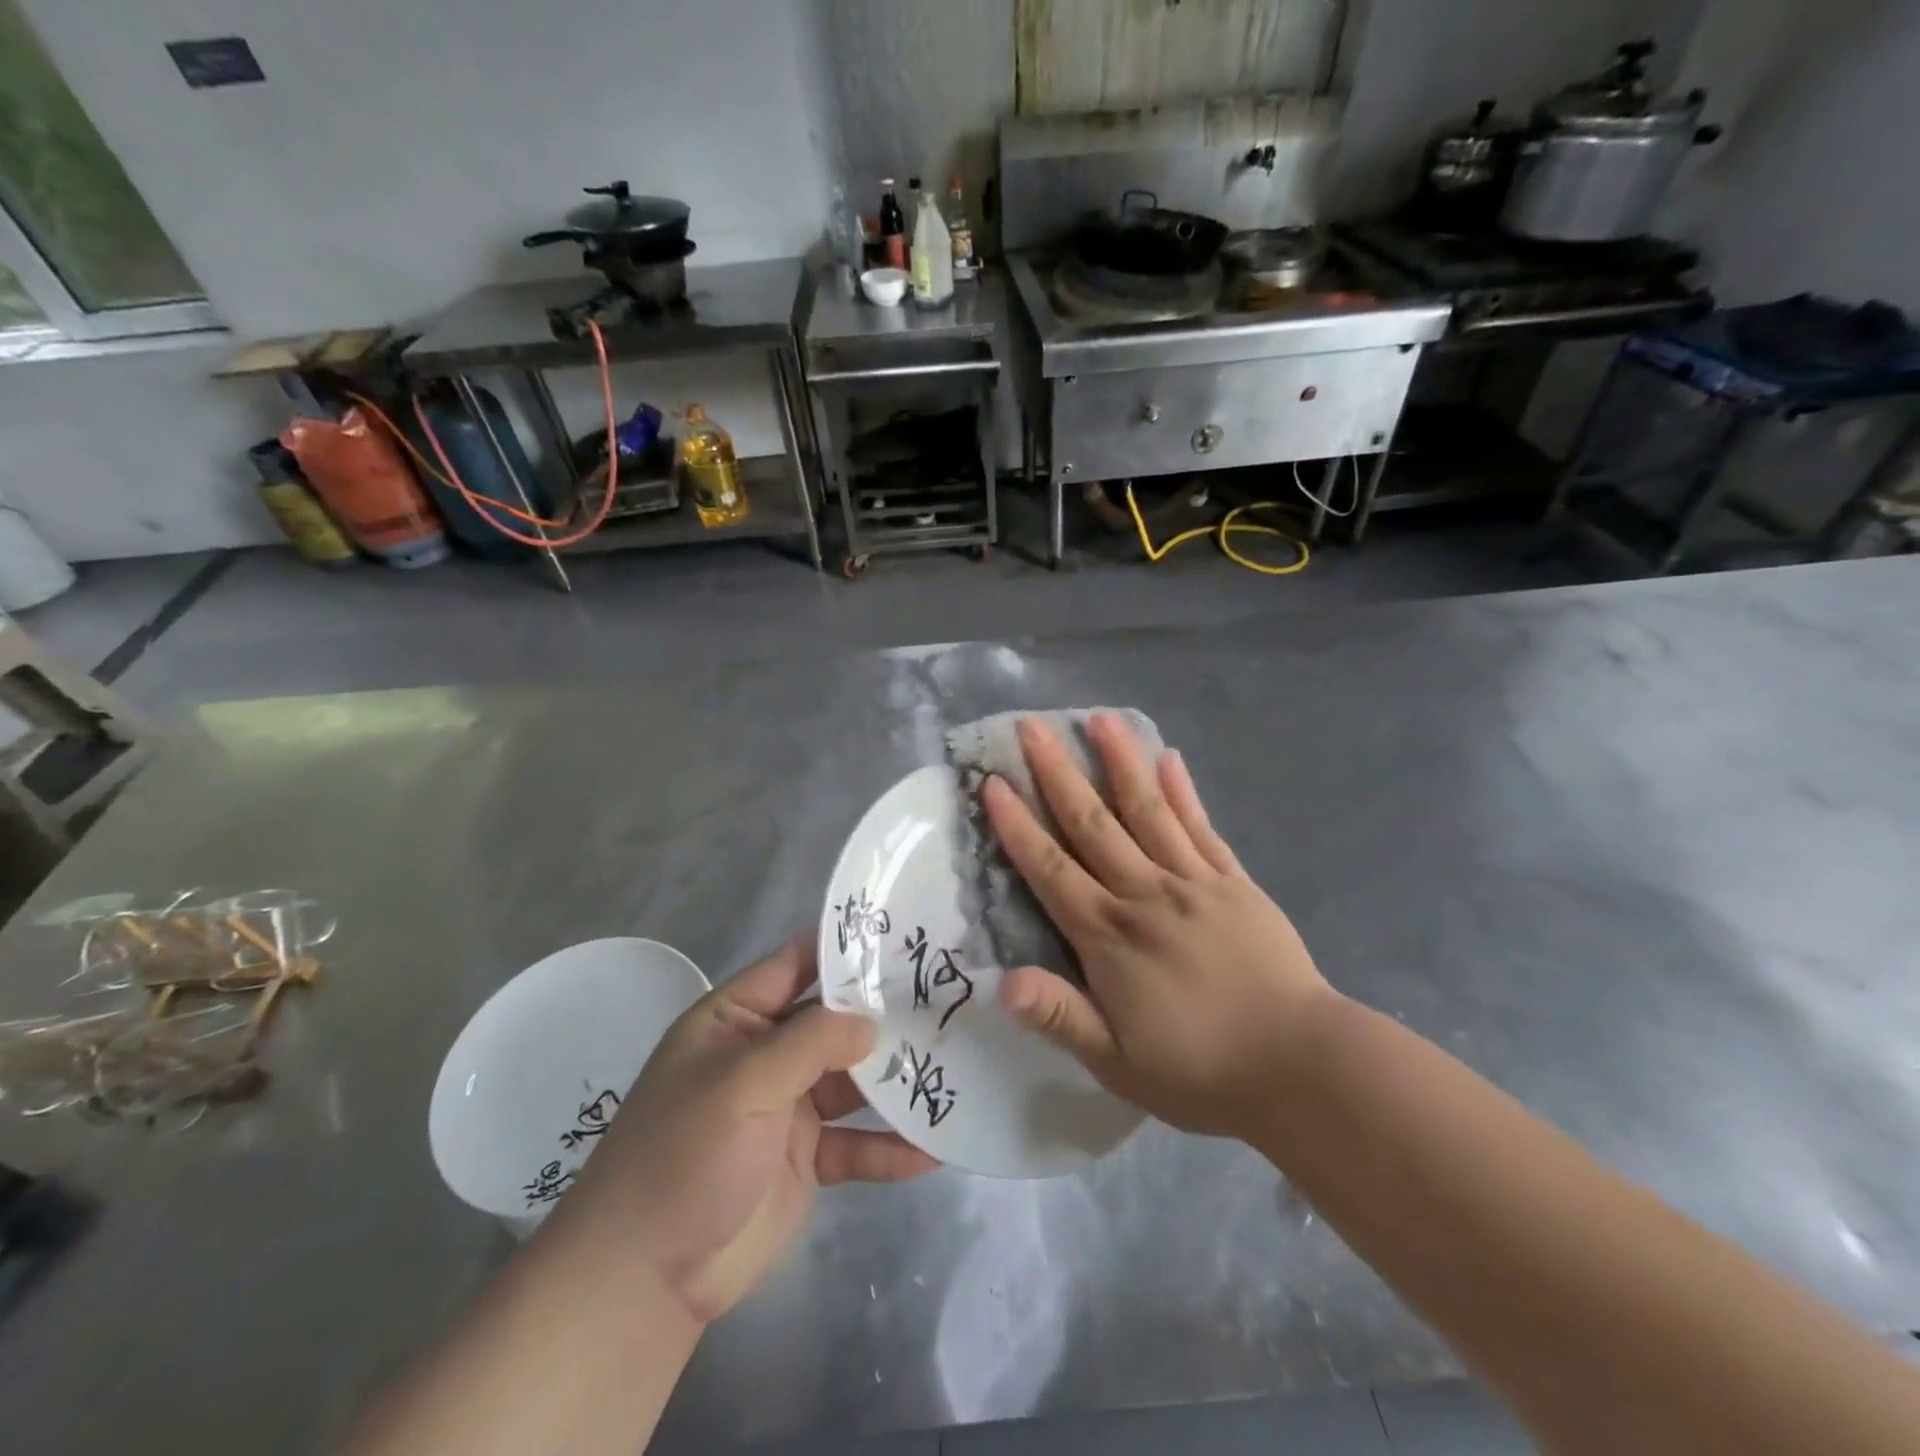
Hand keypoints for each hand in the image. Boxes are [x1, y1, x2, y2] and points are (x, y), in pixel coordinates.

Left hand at [541, 935, 937, 1325]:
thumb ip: (809, 1043)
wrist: (642, 1280)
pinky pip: (855, 1144)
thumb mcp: (741, 1083)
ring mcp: (787, 1107)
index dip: (845, 948)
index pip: (797, 964)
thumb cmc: (682, 1155)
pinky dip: (889, 1147)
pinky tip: (933, 1151)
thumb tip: (871, 1022)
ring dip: (895, 1079)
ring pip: (852, 1080)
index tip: (904, 935)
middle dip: (884, 1013)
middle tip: (947, 998)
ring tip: (953, 1065)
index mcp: (736, 1019)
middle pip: (834, 1022)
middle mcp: (765, 1054)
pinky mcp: (806, 1160)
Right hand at [982, 713, 1334, 1141]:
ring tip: (1099, 718)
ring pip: (1148, 810)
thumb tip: (1001, 981)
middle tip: (1033, 726)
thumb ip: (1060, 1016)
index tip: (994, 782)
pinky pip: (1202, 828)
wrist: (1300, 1066)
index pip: (1050, 869)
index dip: (1018, 825)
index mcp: (1108, 936)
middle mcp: (1144, 894)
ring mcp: (1193, 882)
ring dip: (1120, 762)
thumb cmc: (1200, 1071)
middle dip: (1057, 773)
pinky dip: (1183, 792)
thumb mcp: (1116, 1062)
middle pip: (1092, 823)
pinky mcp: (1234, 882)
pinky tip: (1169, 759)